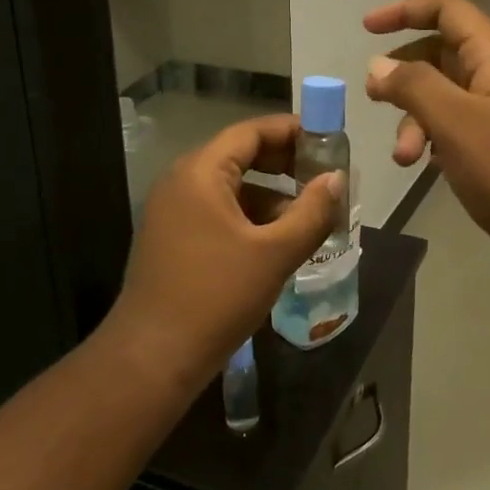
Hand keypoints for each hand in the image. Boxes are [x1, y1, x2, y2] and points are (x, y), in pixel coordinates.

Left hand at [105, 115, 344, 392]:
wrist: (152, 359)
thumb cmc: (216, 297)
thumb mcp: (274, 253)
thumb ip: (311, 211)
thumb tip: (337, 179)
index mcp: (201, 172)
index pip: (251, 132)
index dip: (291, 131)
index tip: (328, 140)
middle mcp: (181, 181)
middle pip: (240, 154)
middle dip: (284, 162)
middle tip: (324, 175)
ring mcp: (173, 210)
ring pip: (230, 186)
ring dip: (270, 193)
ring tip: (309, 211)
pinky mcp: (172, 237)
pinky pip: (218, 210)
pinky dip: (249, 215)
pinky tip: (278, 239)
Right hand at [365, 0, 489, 296]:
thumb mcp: (455, 122)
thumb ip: (413, 86)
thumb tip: (378, 65)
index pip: (448, 10)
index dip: (406, 10)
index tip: (367, 28)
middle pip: (439, 53)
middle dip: (403, 74)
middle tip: (374, 98)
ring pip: (441, 97)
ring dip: (413, 118)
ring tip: (402, 157)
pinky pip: (451, 129)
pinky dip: (430, 140)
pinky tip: (422, 166)